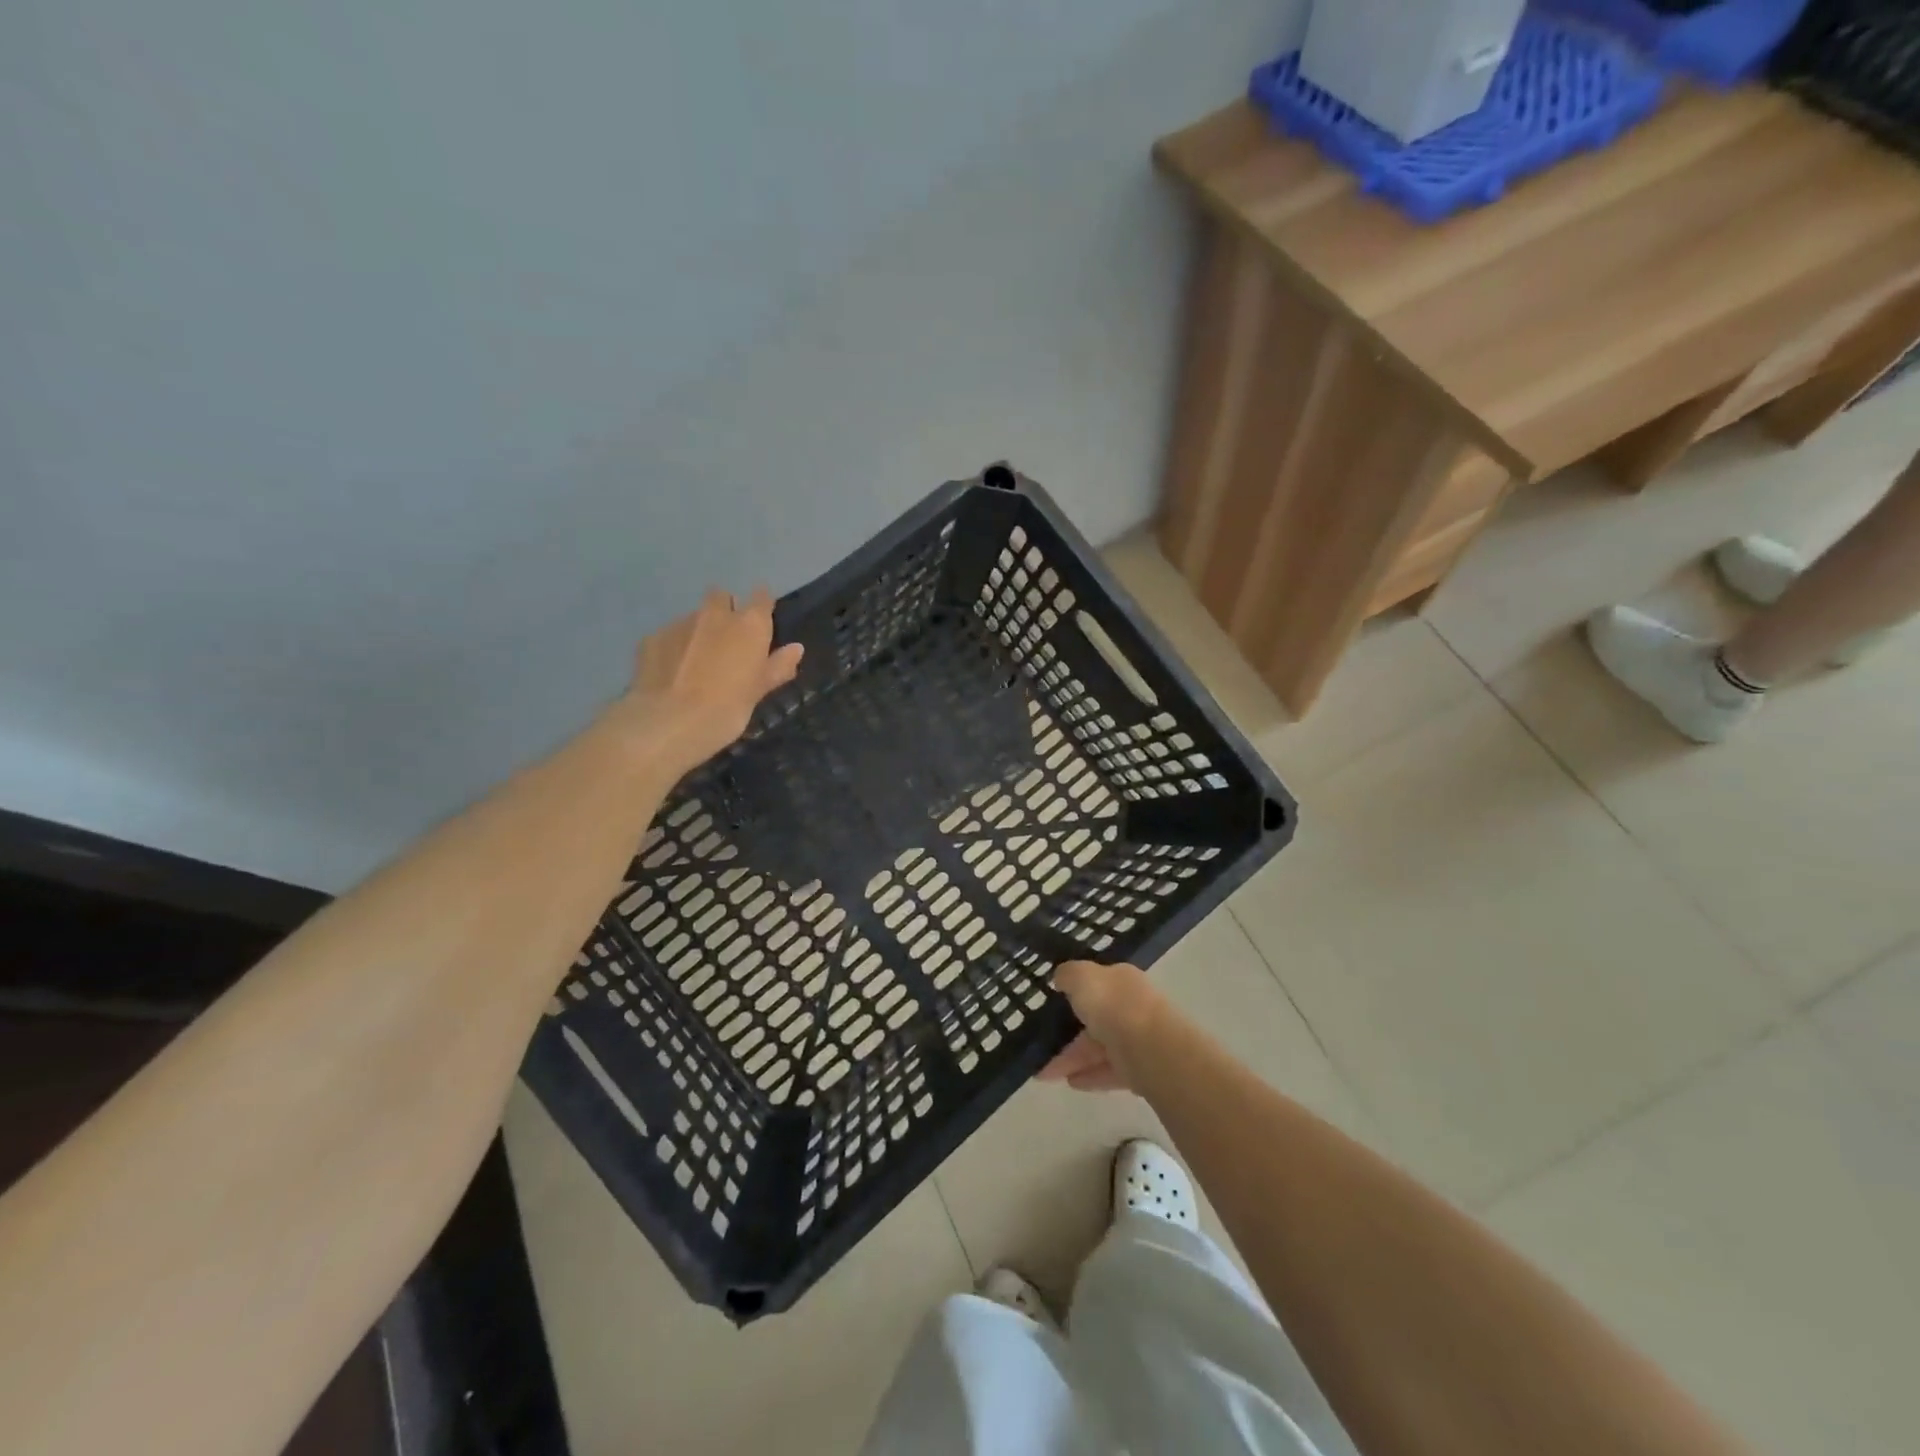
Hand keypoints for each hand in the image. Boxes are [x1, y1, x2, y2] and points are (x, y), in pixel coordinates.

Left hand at [616, 587, 803, 776]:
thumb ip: (777, 666)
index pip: (761, 597)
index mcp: (749, 625)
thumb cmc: (727, 709)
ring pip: (693, 618)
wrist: (668, 722)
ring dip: (697, 632)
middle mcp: (715, 615)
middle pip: (721, 597)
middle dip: (724, 609)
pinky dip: (672, 649)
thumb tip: (796, 649)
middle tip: (726, 641)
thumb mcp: (758, 691)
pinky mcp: (651, 637)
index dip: (762, 605)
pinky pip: (668, 636)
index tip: (761, 620)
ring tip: (695, 665)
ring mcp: (680, 623)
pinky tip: (671, 674)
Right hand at [1037, 961, 1167, 1093]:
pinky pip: (1110, 1071)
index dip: (1075, 991)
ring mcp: (1138, 1039)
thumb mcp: (1081, 977)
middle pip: (1096, 1018)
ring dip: (1073, 1058)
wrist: (1150, 1049)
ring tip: (1044, 1072)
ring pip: (1100, 1047)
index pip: (1098, 982)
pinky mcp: (1141, 1069)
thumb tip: (1061, 977)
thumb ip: (1068, 975)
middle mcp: (1133, 1006)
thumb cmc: (1113, 1005)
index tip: (1052, 1003)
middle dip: (1068, 1033)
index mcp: (1122, 980)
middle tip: (1041, 1045)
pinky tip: (1070, 1083)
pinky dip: (1090, 1076)